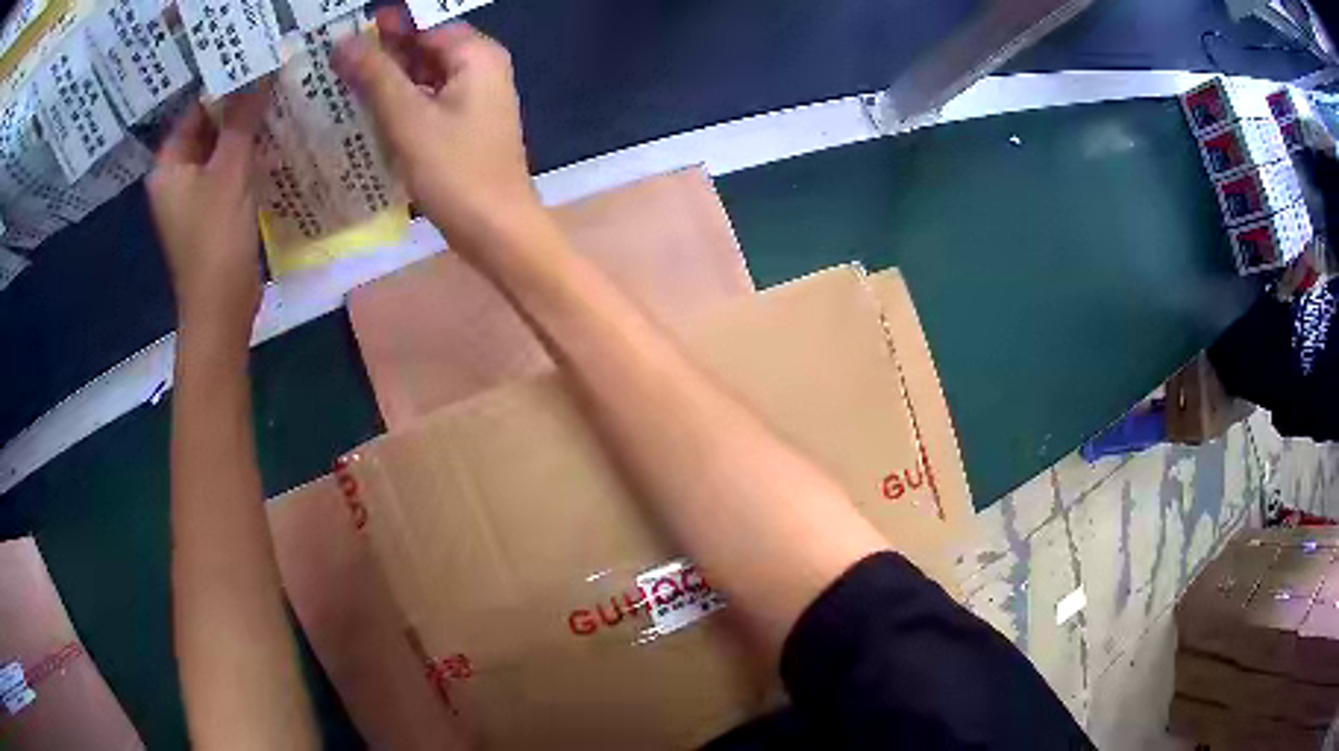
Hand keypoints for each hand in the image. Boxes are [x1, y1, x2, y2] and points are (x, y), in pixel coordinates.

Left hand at [148, 85, 268, 345]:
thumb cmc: (215, 242)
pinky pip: (230, 169)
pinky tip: (277, 137)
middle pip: (209, 127)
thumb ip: (243, 120)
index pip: (196, 109)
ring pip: (222, 148)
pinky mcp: (213, 209)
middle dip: (240, 104)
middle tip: (276, 73)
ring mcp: (195, 194)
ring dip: (248, 128)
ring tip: (282, 97)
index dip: (226, 84)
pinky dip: (249, 154)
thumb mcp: (229, 173)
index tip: (260, 60)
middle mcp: (177, 175)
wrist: (221, 311)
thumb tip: (261, 70)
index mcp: (168, 165)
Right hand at [333, 10, 540, 257]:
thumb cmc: (453, 169)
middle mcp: (482, 68)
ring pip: (425, 75)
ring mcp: (476, 98)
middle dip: (384, 51)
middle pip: (426, 47)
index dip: (386, 26)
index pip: (425, 25)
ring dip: (389, 77)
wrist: (495, 230)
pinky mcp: (466, 125)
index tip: (347, 31)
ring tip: (343, 79)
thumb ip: (374, 74)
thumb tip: (343, 40)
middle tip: (336, 57)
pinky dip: (402, 100)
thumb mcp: (407, 117)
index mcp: (476, 55)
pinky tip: (370, 109)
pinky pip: (429, 99)